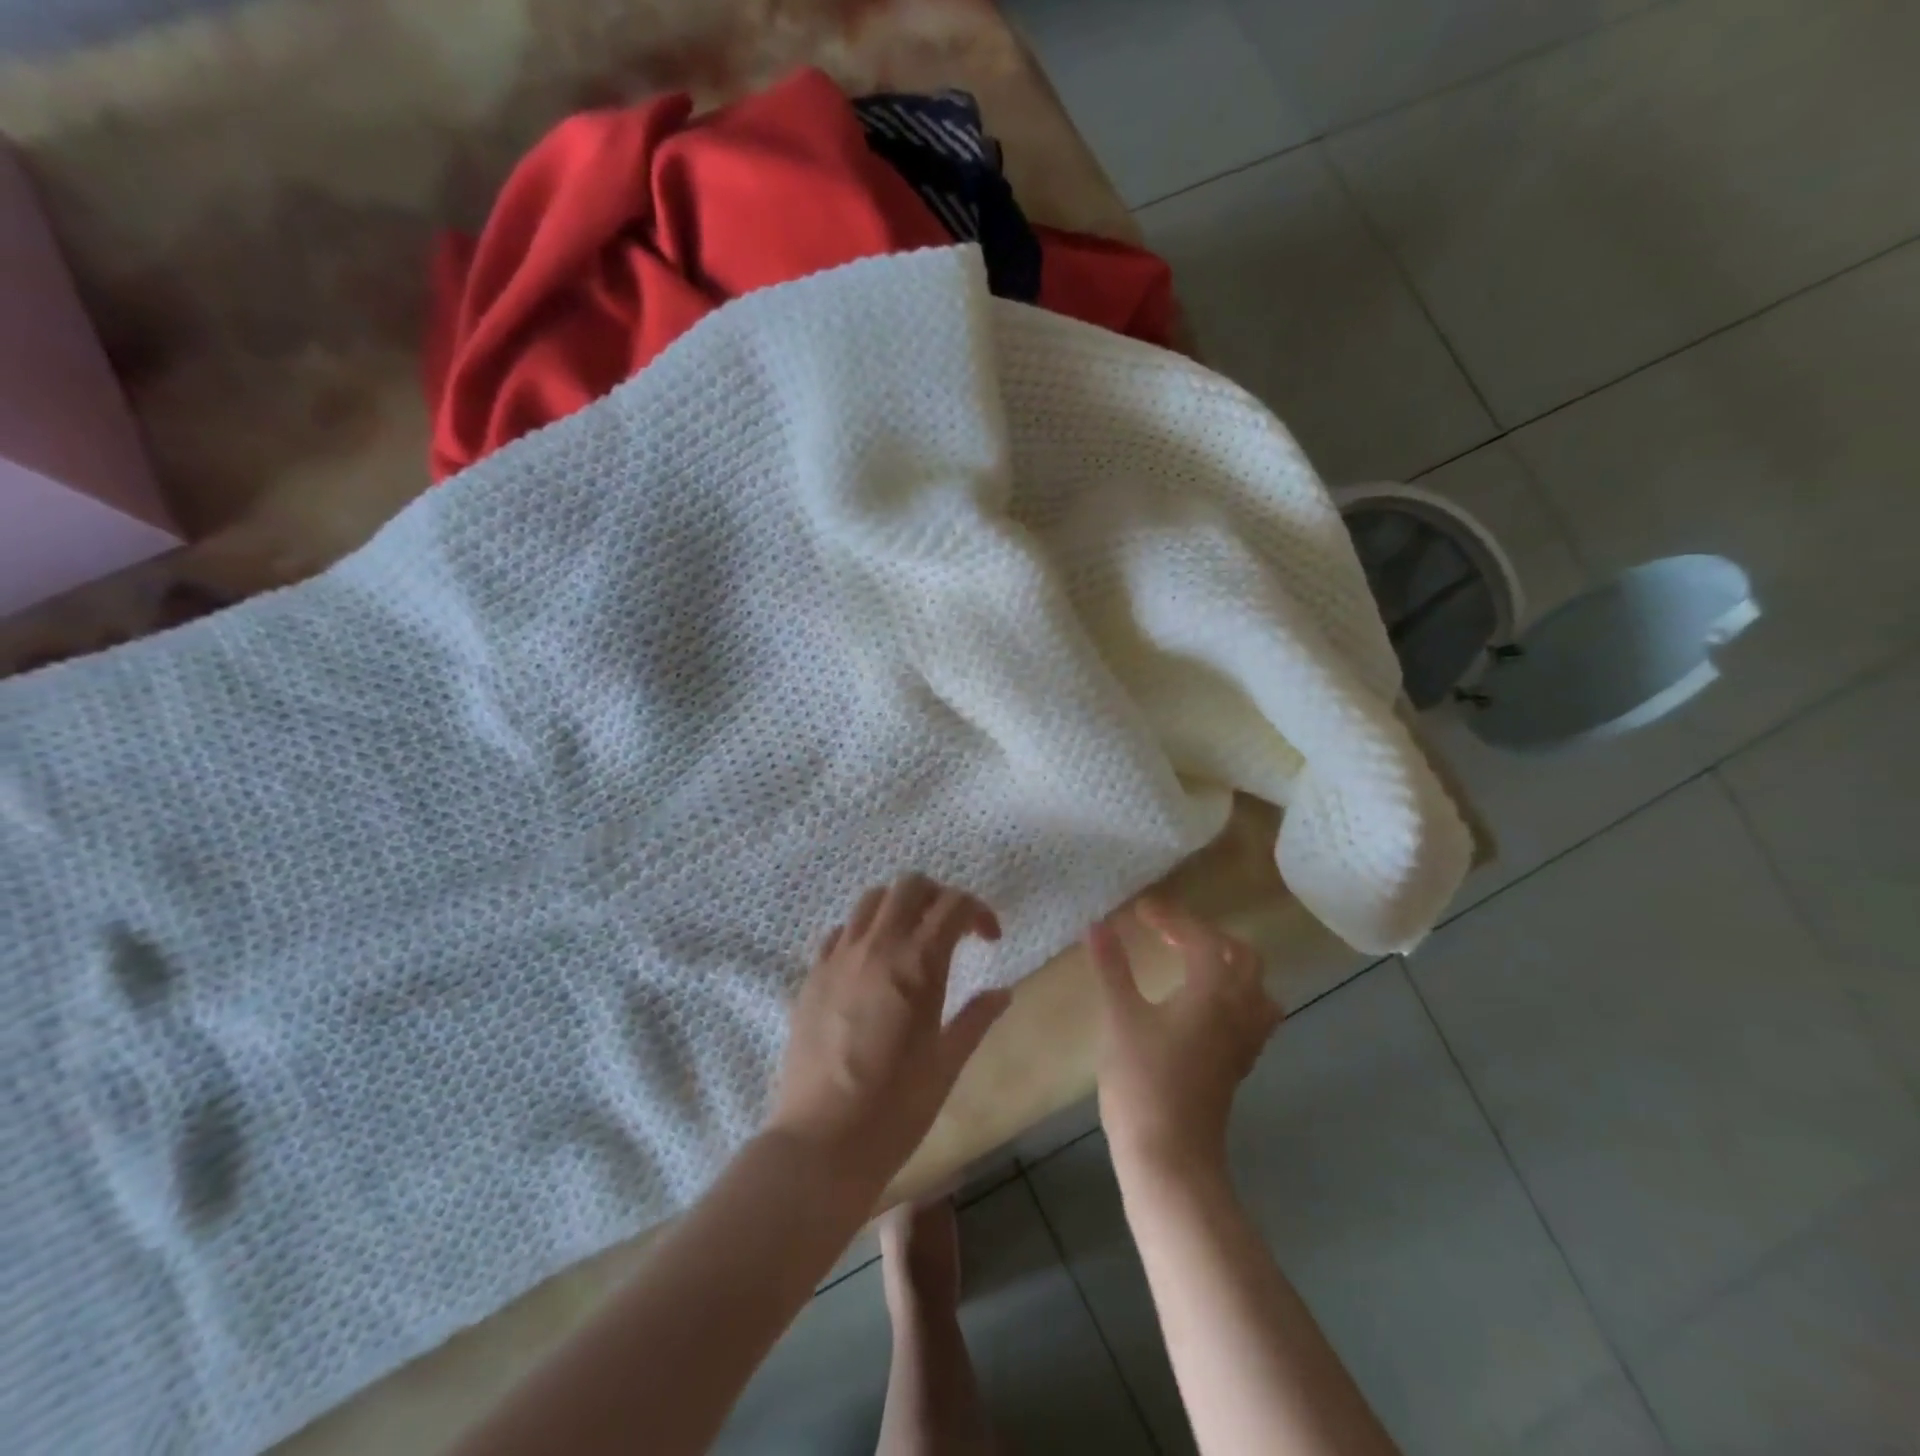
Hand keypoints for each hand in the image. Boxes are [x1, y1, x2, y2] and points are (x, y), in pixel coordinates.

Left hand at [767, 875, 1011, 1201]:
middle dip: (938, 896)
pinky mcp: (812, 975)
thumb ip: (976, 1019)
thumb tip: (1002, 992)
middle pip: (910, 885)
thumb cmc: (896, 1109)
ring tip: (911, 940)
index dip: (979, 911)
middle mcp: (877, 947)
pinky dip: (862, 932)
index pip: (954, 904)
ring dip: (899, 907)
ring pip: (871, 899)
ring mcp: (839, 957)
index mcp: (918, 964)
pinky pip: (840, 931)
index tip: (989, 939)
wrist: (822, 1143)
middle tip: (951, 930)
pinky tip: (871, 965)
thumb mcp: (947, 1064)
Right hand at [1087, 898, 1282, 1182]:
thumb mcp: (1120, 1017)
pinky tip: (1200, 1005)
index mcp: (1213, 991)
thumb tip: (1098, 925)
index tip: (1140, 910)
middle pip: (1242, 956)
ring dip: (1227, 964)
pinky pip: (1250, 1014)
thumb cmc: (1142, 1081)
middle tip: (1168, 932)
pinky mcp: (1238, 1064)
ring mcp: (1244, 1040)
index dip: (1171, 917)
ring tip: (1190, 962)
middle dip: (1207, 935)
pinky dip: (1231, 994)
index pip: (1202, 937)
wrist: (1170, 1157)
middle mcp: (1239, 1009)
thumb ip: (1112, 967)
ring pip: (1255, 986)